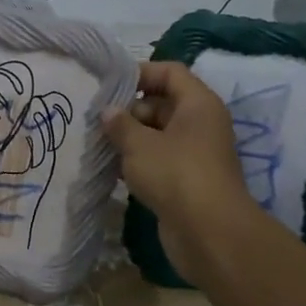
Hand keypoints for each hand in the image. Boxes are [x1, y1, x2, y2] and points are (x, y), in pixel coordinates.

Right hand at [102, 61, 256, 286]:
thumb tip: (108, 111)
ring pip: (159, 134)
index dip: (140, 73)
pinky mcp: (187, 180)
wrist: (208, 232)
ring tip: (98, 143)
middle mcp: (201, 124)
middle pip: (163, 103)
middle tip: (96, 120)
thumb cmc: (175, 175)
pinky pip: (160, 160)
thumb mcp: (139, 145)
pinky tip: (112, 168)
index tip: (109, 86)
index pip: (170, 72)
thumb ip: (120, 124)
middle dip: (129, 110)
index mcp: (198, 104)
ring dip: (131, 138)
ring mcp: (196, 153)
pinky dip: (138, 161)